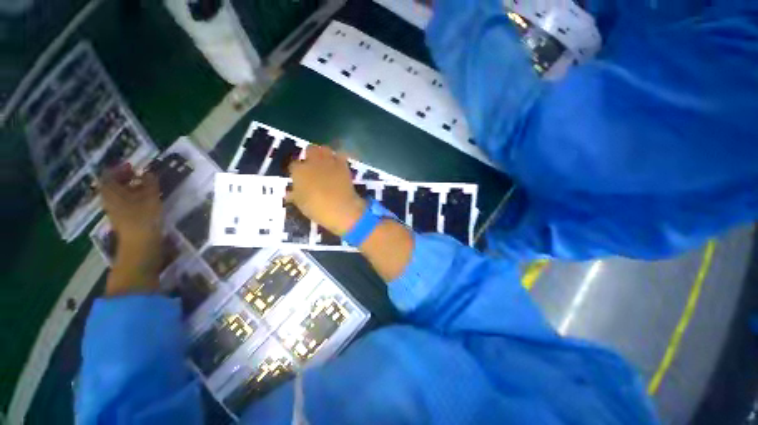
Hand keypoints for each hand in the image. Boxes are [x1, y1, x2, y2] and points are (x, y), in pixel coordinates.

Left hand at [100, 164, 162, 296]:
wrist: (140, 246)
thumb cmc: (143, 218)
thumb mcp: (150, 197)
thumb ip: (149, 182)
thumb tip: (149, 172)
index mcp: (111, 192)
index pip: (108, 175)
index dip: (120, 168)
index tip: (134, 167)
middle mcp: (109, 200)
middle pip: (113, 185)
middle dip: (126, 178)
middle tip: (141, 176)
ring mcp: (115, 212)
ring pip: (120, 195)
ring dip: (131, 189)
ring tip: (148, 187)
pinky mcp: (123, 220)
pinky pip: (126, 204)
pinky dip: (134, 198)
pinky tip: (147, 201)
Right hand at [287, 146, 365, 235]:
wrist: (340, 208)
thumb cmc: (316, 208)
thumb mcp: (301, 204)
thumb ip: (294, 195)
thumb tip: (289, 194)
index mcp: (299, 171)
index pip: (294, 165)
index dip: (297, 171)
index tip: (299, 177)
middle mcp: (313, 161)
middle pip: (310, 150)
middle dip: (310, 156)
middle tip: (312, 167)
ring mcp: (329, 161)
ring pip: (324, 149)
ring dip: (324, 154)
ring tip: (325, 163)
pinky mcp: (343, 165)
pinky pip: (340, 156)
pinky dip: (338, 159)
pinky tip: (338, 166)